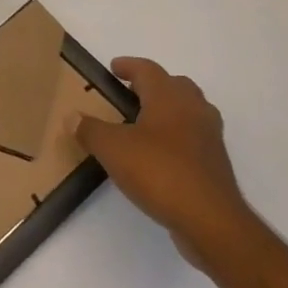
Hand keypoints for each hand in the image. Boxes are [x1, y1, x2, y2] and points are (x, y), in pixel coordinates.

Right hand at [75, 58, 256, 269]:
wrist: (211, 221)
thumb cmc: (159, 172)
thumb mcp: (112, 149)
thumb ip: (89, 130)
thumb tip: (71, 117)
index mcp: (168, 98)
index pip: (148, 70)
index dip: (129, 66)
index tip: (114, 68)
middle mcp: (193, 110)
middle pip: (176, 85)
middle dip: (154, 85)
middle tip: (131, 93)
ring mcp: (209, 138)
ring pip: (190, 111)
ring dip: (170, 110)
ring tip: (145, 123)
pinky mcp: (216, 165)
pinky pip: (195, 139)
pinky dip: (178, 138)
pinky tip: (160, 155)